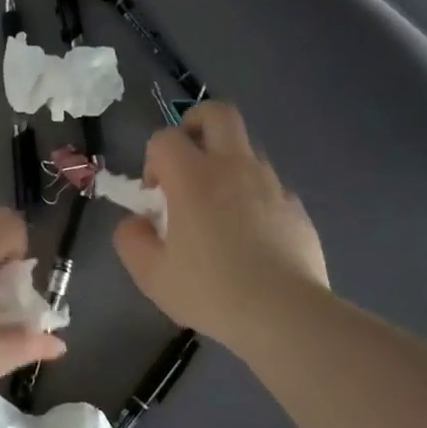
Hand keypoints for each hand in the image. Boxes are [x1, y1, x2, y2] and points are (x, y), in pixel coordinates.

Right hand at [112, 103, 328, 347]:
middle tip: (187, 160)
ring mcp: (270, 183)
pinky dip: (253, 195)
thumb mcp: (151, 275)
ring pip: (246, 148)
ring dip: (226, 163)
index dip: (153, 159)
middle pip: (217, 113)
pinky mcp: (295, 205)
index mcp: (193, 176)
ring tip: (218, 208)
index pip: (165, 138)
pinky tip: (250, 236)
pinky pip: (269, 185)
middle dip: (195, 124)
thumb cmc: (211, 291)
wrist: (285, 314)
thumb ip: (131, 240)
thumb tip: (136, 222)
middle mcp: (234, 166)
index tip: (155, 195)